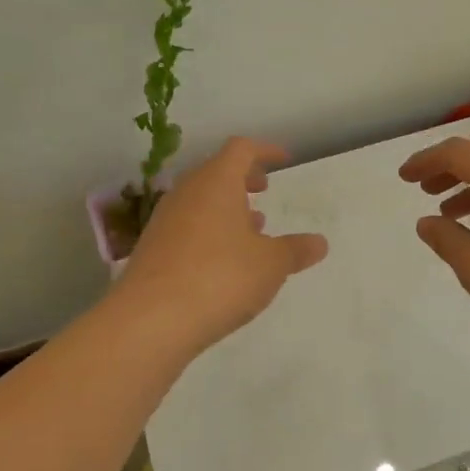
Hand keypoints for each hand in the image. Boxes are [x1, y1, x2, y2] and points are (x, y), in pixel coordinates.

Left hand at [115, 138, 328, 352]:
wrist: (150, 321)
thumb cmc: (221, 278)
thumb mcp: (271, 265)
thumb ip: (296, 250)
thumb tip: (319, 243)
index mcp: (216, 182)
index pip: (241, 149)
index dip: (265, 150)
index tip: (284, 161)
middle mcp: (186, 193)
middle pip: (215, 171)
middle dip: (243, 178)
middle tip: (264, 191)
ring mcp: (164, 221)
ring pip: (199, 200)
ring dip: (226, 207)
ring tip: (251, 229)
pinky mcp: (152, 249)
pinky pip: (186, 226)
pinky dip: (209, 231)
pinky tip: (224, 260)